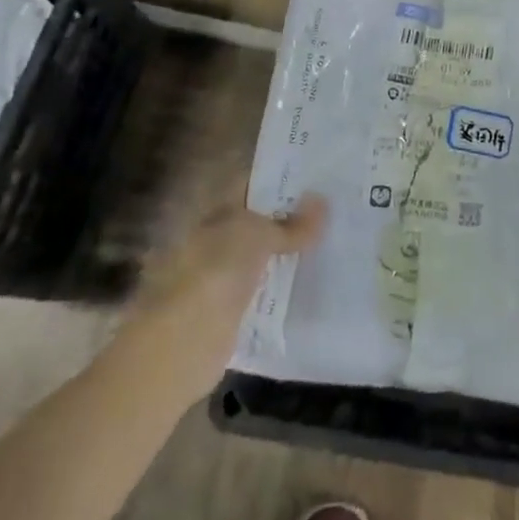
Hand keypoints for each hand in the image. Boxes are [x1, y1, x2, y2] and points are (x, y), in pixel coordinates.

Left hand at [110, 194, 326, 408]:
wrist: (186, 340)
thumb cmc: (217, 271)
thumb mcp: (258, 236)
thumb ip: (291, 224)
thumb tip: (323, 201)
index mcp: (217, 213)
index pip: (251, 186)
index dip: (280, 181)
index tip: (316, 179)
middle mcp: (217, 240)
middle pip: (259, 223)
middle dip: (290, 220)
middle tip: (332, 212)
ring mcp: (223, 277)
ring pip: (263, 258)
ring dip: (288, 255)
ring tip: (331, 245)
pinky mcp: (232, 312)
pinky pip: (264, 292)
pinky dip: (283, 289)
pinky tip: (312, 285)